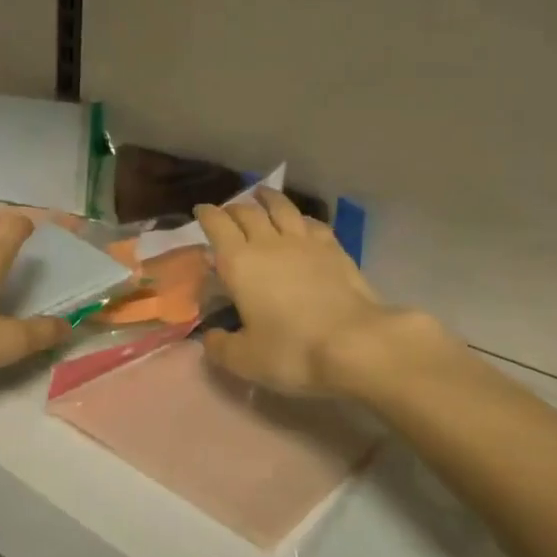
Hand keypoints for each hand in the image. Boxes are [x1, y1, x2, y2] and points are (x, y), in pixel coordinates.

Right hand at [195, 190, 451, 396]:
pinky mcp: (335, 248)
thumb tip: (210, 337)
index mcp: (239, 263)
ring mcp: (305, 242)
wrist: (356, 343)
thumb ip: (221, 347)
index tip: (200, 210)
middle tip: (228, 212)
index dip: (206, 215)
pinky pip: (312, 222)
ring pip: (282, 208)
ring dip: (268, 199)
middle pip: (248, 212)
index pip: (217, 225)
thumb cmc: (292, 351)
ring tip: (262, 195)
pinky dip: (300, 218)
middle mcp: (269, 243)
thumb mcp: (245, 360)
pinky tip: (302, 222)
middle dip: (233, 208)